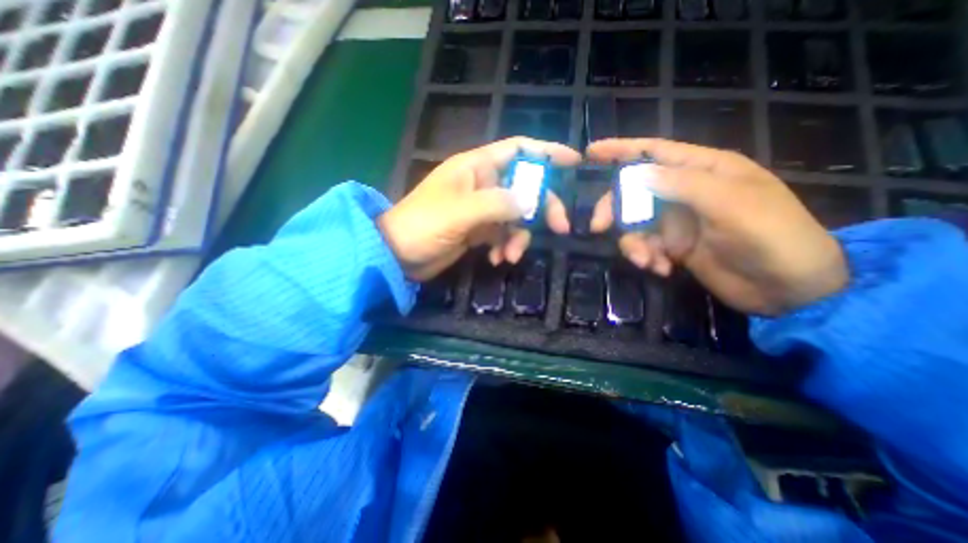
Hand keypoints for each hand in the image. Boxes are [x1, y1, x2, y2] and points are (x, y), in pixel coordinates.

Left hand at [381, 135, 580, 282]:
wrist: (398, 255)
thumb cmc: (423, 225)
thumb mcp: (461, 212)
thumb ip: (498, 204)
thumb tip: (533, 201)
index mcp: (476, 167)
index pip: (518, 149)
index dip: (546, 152)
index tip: (574, 162)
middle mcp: (482, 184)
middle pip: (524, 187)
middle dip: (542, 207)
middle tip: (559, 228)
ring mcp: (481, 209)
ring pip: (516, 216)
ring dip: (519, 237)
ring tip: (510, 255)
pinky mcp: (478, 231)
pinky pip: (502, 235)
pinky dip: (504, 247)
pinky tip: (496, 259)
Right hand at [582, 140, 848, 315]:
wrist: (788, 289)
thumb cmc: (771, 235)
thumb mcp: (731, 203)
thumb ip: (682, 184)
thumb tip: (636, 173)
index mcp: (704, 170)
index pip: (654, 152)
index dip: (621, 150)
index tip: (591, 152)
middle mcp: (684, 192)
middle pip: (633, 191)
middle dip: (614, 208)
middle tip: (599, 226)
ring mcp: (677, 221)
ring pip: (634, 223)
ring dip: (632, 243)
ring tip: (645, 261)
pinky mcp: (673, 246)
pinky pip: (644, 246)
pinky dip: (645, 257)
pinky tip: (661, 269)